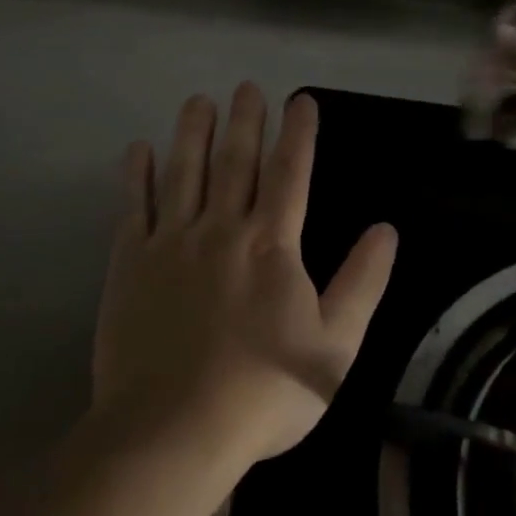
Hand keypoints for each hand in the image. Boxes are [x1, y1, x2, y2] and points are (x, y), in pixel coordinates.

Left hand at [91, 84, 397, 469]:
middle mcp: (221, 229)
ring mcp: (171, 243)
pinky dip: (137, 175)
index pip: (290, 173)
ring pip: (184, 172)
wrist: (174, 430)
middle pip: (235, 161)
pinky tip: (138, 150)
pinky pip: (134, 207)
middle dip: (245, 120)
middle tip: (246, 86)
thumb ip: (362, 284)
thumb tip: (385, 231)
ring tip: (199, 101)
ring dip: (193, 133)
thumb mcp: (335, 346)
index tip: (300, 99)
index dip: (298, 133)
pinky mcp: (130, 264)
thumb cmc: (263, 392)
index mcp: (272, 245)